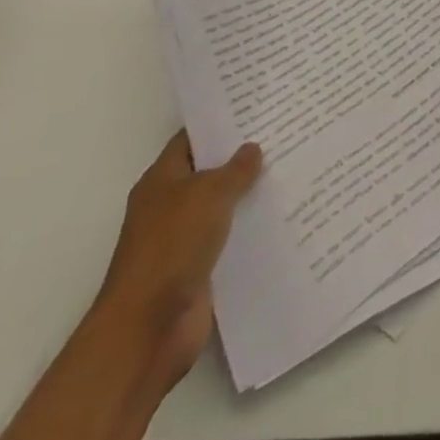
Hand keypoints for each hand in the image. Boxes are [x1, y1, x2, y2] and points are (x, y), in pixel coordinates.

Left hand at [94, 132, 262, 389]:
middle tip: (284, 134)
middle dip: (242, 158)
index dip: (221, 124)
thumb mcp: (209, 194)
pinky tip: (282, 216)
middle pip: (209, 173)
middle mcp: (170, 207)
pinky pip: (229, 241)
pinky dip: (250, 231)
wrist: (147, 330)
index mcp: (161, 181)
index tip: (256, 108)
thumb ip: (235, 170)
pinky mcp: (199, 272)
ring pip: (223, 208)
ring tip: (292, 169)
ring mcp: (183, 242)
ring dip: (249, 196)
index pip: (192, 140)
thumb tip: (252, 149)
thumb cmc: (172, 247)